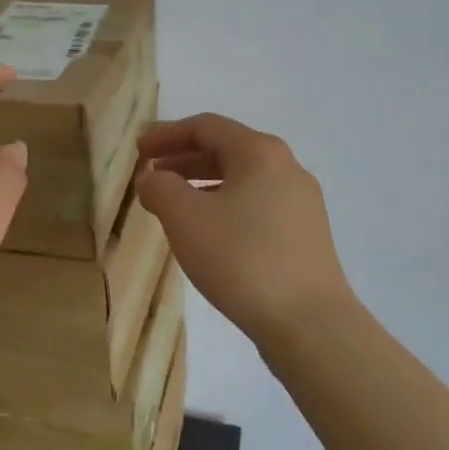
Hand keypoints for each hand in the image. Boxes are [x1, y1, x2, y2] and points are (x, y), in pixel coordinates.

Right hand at [136, 113, 352, 349]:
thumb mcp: (185, 218)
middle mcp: (286, 167)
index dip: (166, 135)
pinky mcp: (306, 234)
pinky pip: (257, 205)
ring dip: (203, 184)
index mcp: (260, 151)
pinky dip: (225, 206)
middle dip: (183, 159)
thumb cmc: (241, 258)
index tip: (138, 151)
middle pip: (226, 150)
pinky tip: (209, 233)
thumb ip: (160, 188)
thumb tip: (153, 178)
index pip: (205, 126)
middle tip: (151, 175)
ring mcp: (302, 202)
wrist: (309, 323)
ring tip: (173, 205)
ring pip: (242, 180)